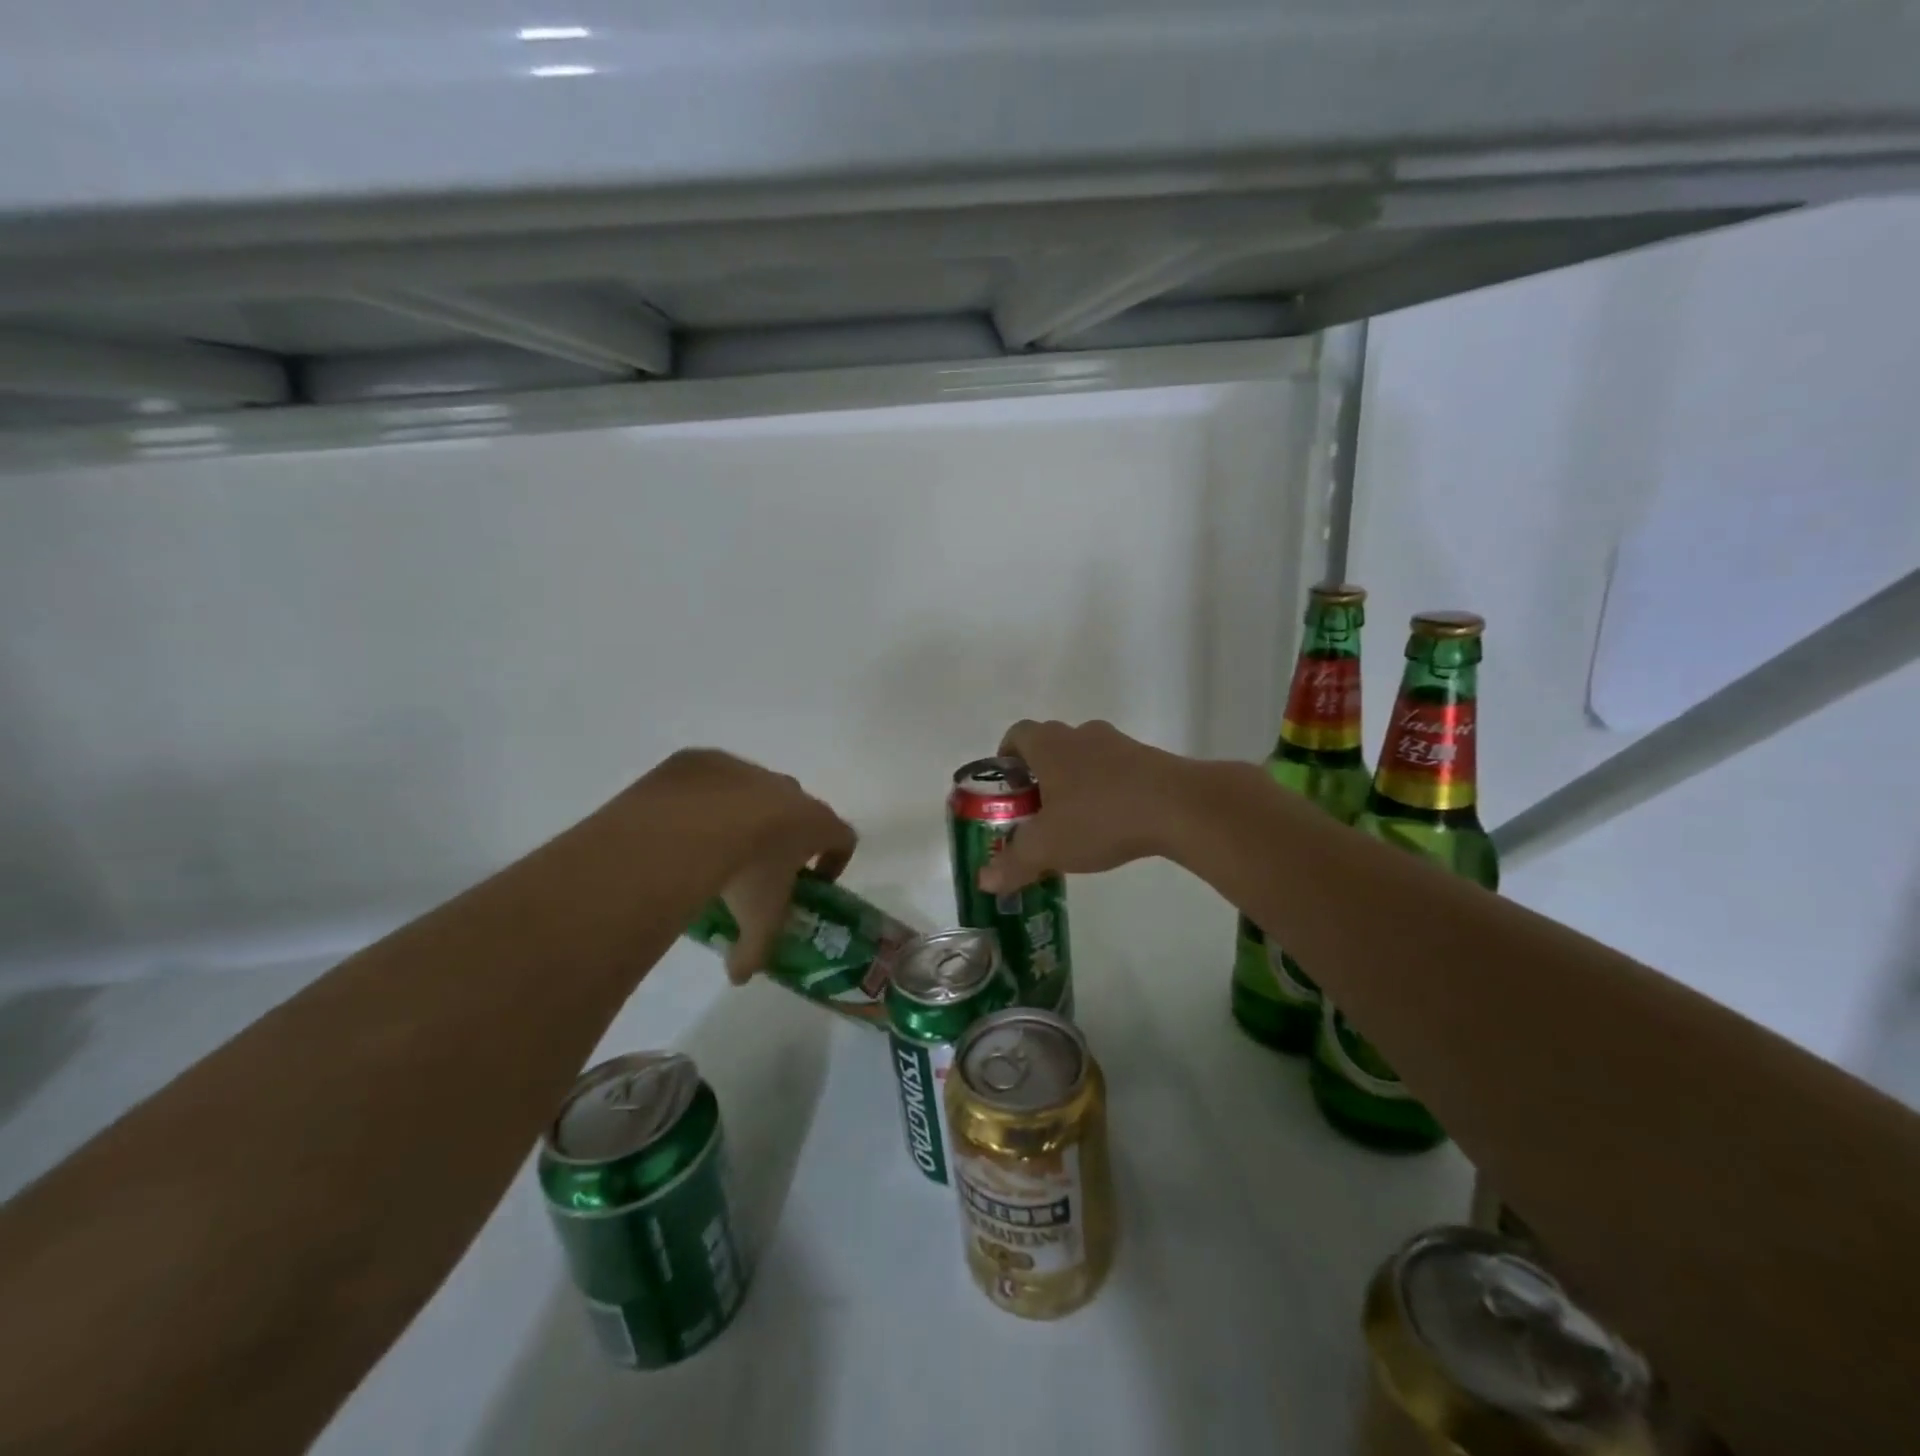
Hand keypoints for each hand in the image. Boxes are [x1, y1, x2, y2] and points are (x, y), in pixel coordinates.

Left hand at [641, 749, 856, 983]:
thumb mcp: (756, 918)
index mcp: (815, 822)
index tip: (815, 881)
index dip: (835, 859)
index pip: (844, 837)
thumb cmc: (746, 870)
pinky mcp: (708, 761)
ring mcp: (748, 771)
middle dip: (786, 837)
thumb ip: (754, 950)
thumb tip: (740, 976)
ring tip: (715, 848)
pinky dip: (706, 802)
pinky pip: (714, 782)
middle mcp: (789, 791)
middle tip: (761, 868)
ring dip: (745, 816)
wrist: (691, 823)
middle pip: (800, 812)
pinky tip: (683, 828)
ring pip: (756, 793)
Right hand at [976, 720, 1193, 894]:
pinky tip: (1113, 822)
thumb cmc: (1099, 817)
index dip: (1006, 758)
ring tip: (1076, 821)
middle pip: (1051, 745)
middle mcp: (1081, 735)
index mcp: (1049, 745)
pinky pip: (1117, 770)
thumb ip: (1013, 863)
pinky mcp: (1149, 759)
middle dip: (1040, 775)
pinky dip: (1108, 790)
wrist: (1178, 806)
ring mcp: (1118, 744)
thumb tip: (984, 881)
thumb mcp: (1047, 847)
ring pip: (1086, 757)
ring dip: (1077, 782)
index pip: (1016, 734)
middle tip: (1037, 811)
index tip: (1008, 787)